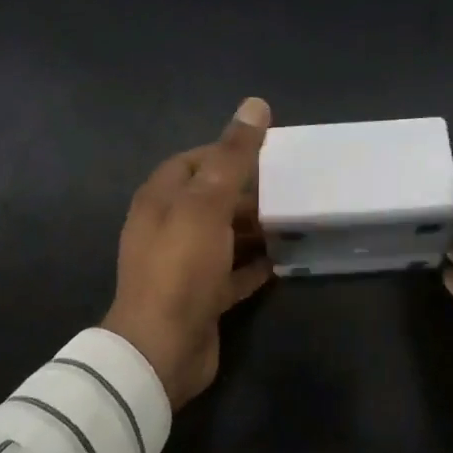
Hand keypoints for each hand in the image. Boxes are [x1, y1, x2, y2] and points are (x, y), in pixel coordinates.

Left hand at [103, 97, 274, 409]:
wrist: (162, 349)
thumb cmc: (182, 266)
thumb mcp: (208, 203)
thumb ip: (233, 156)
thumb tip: (255, 104)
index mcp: (160, 199)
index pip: (193, 162)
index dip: (227, 153)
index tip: (267, 153)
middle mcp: (167, 228)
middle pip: (210, 199)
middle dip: (247, 193)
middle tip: (289, 189)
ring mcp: (184, 265)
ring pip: (223, 236)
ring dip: (253, 229)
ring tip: (293, 220)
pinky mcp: (201, 297)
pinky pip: (231, 273)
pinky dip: (253, 265)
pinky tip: (283, 260)